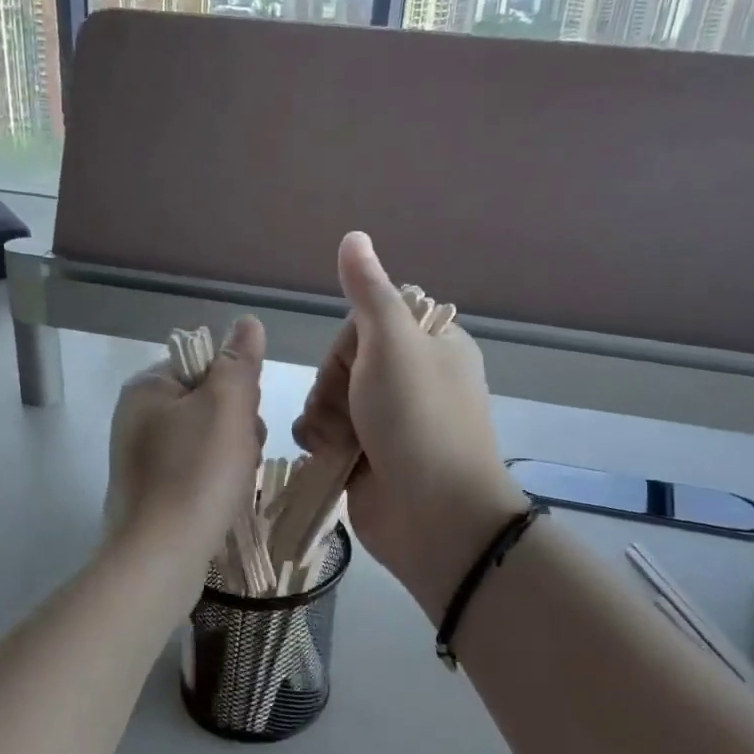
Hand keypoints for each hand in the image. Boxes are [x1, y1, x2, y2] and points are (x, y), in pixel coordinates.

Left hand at [106, 316, 266, 565]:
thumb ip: (239, 361)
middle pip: (208, 403)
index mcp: (146, 388)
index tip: (246, 416)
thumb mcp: (226, 405)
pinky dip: (215, 480)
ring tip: (235, 481)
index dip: (236, 387)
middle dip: (237, 425)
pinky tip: (223, 499)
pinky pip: (196, 470)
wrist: (162, 555)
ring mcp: (141, 457)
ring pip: (208, 439)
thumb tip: (248, 323)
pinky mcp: (151, 492)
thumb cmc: (197, 472)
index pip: (204, 365)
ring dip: (233, 455)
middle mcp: (137, 418)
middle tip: (242, 453)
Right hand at [293, 233, 526, 621]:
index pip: (369, 321)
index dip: (351, 342)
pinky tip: (328, 456)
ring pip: (329, 398)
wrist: (433, 517)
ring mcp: (389, 422)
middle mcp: (412, 380)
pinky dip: (321, 442)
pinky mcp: (368, 456)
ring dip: (324, 417)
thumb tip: (354, 236)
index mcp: (432, 346)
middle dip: (335, 386)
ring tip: (340, 443)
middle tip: (352, 410)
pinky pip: (326, 433)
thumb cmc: (417, 421)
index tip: (360, 364)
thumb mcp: (393, 345)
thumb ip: (369, 292)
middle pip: (344, 361)